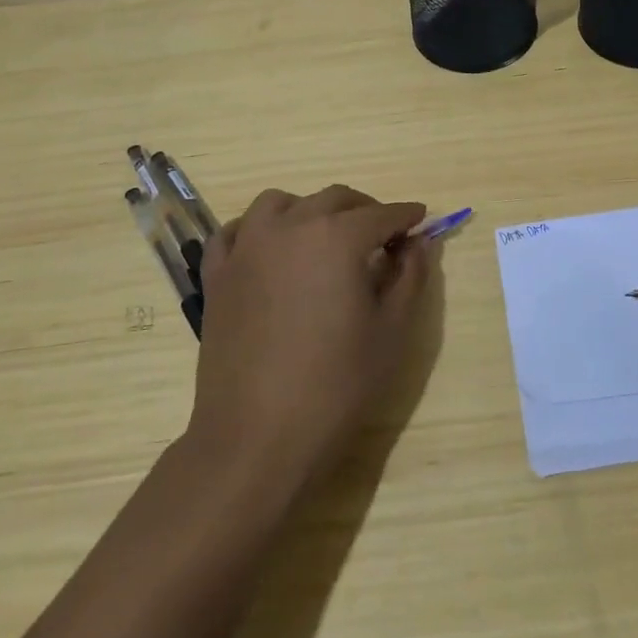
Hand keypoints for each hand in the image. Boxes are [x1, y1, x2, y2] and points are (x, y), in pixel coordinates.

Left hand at [188, 185, 428, 489]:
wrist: (257, 437)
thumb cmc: (336, 385)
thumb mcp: (392, 331)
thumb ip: (410, 276)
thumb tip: (418, 242)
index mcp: (336, 237)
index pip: (381, 214)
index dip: (406, 217)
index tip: (420, 221)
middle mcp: (289, 227)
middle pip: (334, 199)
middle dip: (365, 210)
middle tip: (383, 236)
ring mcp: (246, 247)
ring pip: (280, 203)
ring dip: (309, 209)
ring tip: (324, 236)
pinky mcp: (217, 274)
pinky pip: (235, 231)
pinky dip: (256, 229)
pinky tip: (270, 249)